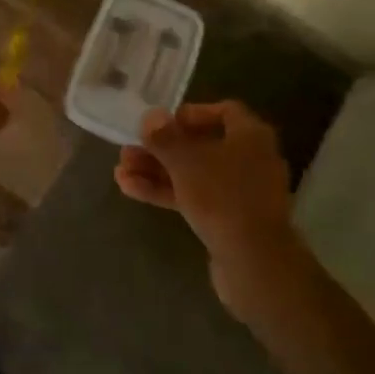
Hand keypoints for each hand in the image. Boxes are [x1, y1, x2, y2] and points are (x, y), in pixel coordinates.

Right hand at [115, 101, 300, 314]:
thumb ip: (165, 137)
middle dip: (162, 148)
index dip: (192, 113)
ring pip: (194, 174)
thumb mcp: (186, 161)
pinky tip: (131, 190)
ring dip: (158, 171)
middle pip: (202, 146)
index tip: (163, 122)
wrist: (253, 262)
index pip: (224, 111)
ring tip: (121, 171)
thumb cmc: (222, 196)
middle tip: (129, 149)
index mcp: (251, 136)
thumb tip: (151, 116)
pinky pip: (196, 198)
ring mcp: (241, 193)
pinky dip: (167, 192)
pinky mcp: (230, 221)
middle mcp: (251, 160)